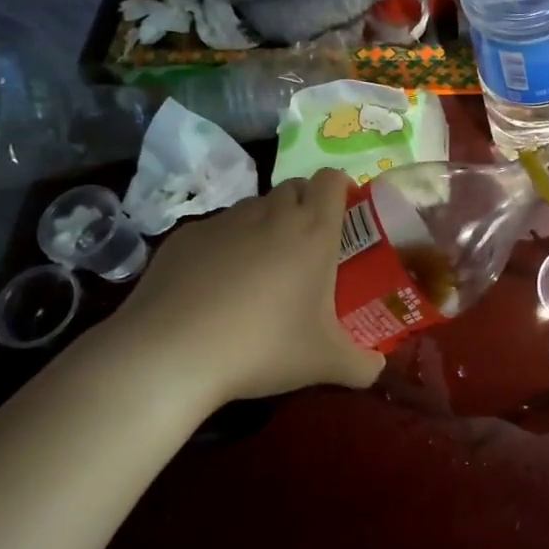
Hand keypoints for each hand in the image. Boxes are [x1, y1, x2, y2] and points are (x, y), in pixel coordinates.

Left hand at [112, 168, 384, 403]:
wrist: (172, 352)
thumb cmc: (264, 347)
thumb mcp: (326, 364)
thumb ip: (362, 365)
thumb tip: (377, 368)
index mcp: (313, 232)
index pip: (331, 180)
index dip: (340, 189)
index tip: (344, 213)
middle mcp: (271, 215)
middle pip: (294, 188)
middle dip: (305, 206)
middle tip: (308, 248)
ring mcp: (223, 222)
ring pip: (254, 207)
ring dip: (265, 226)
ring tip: (261, 271)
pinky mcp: (184, 236)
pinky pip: (216, 230)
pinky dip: (224, 247)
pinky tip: (214, 288)